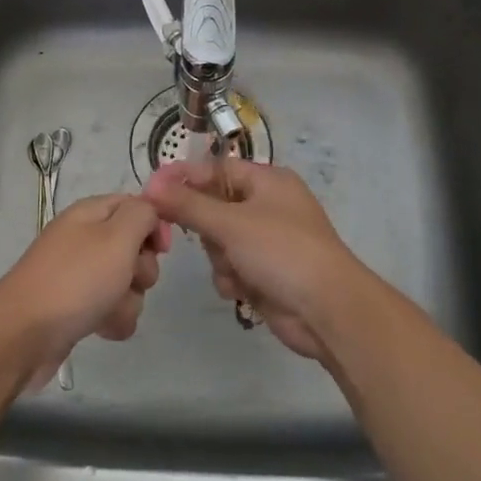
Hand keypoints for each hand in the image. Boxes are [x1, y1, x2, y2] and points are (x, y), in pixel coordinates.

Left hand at [0, 194, 168, 388]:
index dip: (153, 225)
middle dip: (142, 268)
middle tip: (129, 278)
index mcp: (90, 213)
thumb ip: (141, 215)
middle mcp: (84, 239)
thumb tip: (149, 212)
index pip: (134, 206)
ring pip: (126, 283)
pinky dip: (113, 320)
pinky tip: (102, 329)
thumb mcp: (116, 237)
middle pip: (134, 247)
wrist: (24, 335)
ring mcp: (79, 275)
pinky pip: (111, 309)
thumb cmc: (76, 280)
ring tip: (110, 310)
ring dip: (128, 300)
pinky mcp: (76, 308)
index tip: (161, 249)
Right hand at [143, 158, 365, 361]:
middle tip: (203, 239)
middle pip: (214, 207)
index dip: (184, 178)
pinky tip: (241, 290)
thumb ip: (188, 204)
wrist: (328, 310)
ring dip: (220, 259)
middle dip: (207, 229)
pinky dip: (231, 278)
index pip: (216, 169)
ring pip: (219, 241)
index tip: (151, 191)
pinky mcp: (266, 272)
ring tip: (234, 270)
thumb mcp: (230, 223)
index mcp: (267, 181)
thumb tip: (151, 185)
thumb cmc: (282, 252)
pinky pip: (232, 266)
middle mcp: (268, 206)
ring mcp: (268, 241)